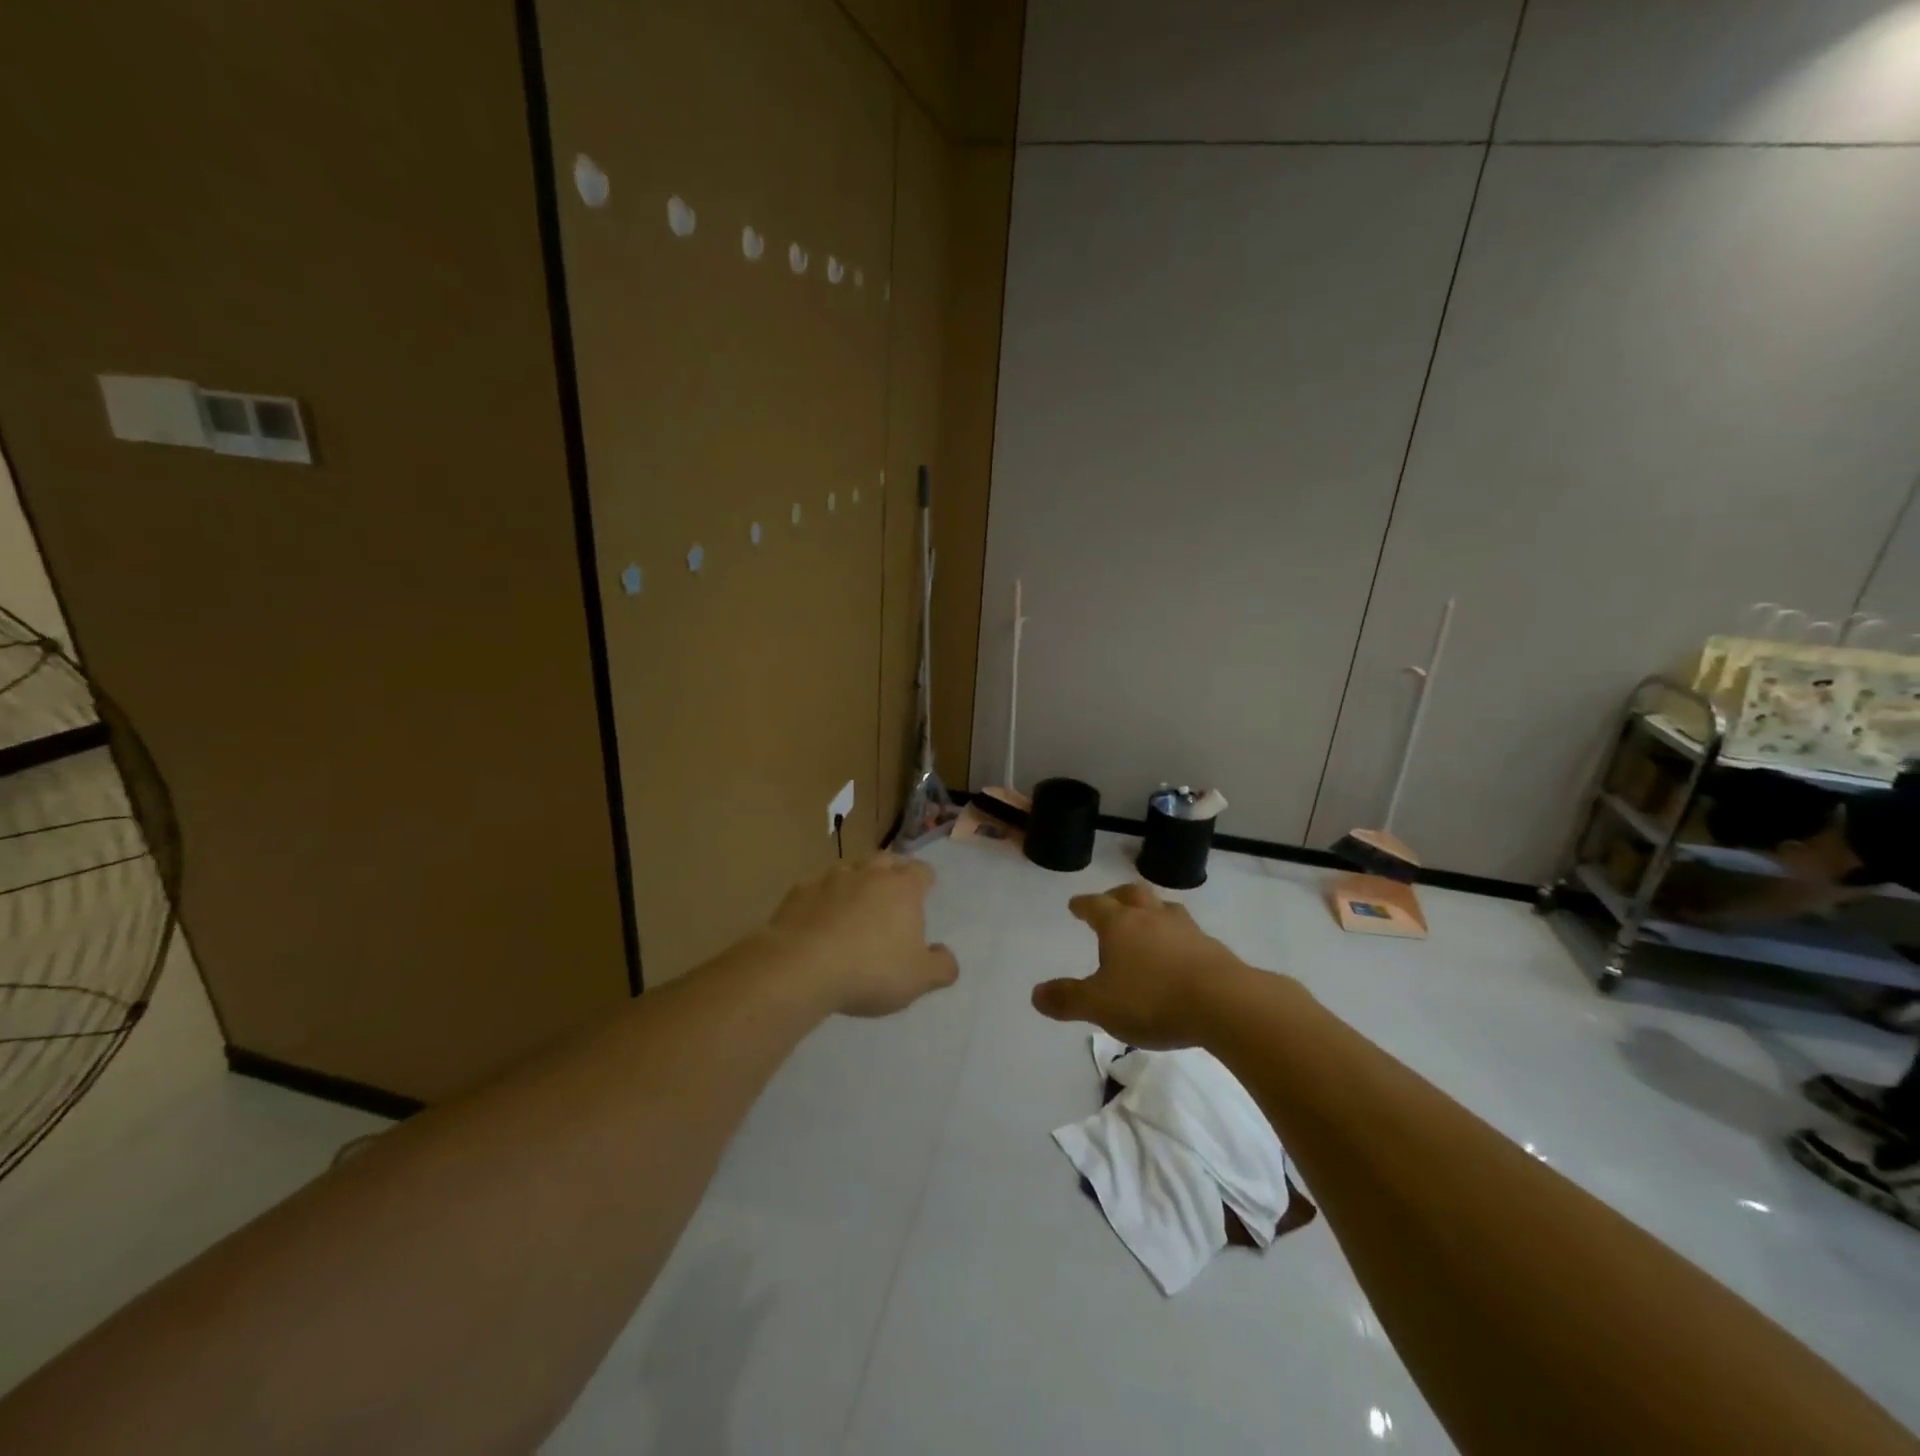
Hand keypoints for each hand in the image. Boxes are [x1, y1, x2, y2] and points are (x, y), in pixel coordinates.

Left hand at [763, 854, 958, 1017]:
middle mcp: (868, 874)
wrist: (801, 968)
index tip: (925, 891)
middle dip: (891, 872)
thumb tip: (946, 955)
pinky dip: (821, 901)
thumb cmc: (870, 971)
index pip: (921, 871)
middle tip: (891, 893)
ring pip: (848, 870)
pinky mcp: (798, 893)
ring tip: (853, 906)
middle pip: (885, 861)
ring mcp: (829, 880)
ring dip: (854, 882)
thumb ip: (941, 967)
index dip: (925, 880)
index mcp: (902, 888)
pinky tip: (817, 922)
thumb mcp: (918, 979)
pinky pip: (815, 890)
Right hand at [1031, 883, 1249, 1048]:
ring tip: (1148, 922)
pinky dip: (1178, 937)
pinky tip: (1180, 953)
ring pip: (1164, 909)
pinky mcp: (1213, 948)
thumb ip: (1067, 999)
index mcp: (1119, 924)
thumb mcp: (1099, 1006)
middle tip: (1110, 902)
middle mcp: (1151, 918)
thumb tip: (1035, 993)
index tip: (1075, 905)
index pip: (1095, 905)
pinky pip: (1189, 933)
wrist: (1224, 1003)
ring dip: (1152, 911)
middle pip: (1132, 894)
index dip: (1083, 905)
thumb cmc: (1152, 1000)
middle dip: (1117, 896)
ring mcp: (1186, 930)